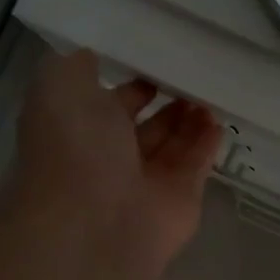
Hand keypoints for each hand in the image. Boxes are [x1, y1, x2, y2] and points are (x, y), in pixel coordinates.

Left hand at [9, 49, 221, 271]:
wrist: (96, 222)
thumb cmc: (74, 149)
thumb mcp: (58, 88)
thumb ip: (76, 67)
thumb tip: (91, 56)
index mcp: (80, 131)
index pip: (110, 102)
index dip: (132, 82)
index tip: (159, 59)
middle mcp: (112, 157)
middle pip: (146, 126)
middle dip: (168, 100)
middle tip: (195, 75)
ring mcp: (147, 181)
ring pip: (174, 144)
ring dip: (192, 118)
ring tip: (212, 91)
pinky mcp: (180, 199)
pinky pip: (197, 165)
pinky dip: (208, 144)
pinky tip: (220, 120)